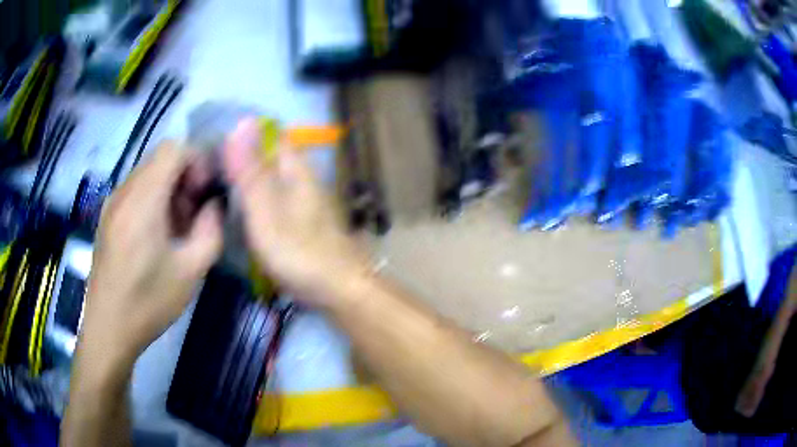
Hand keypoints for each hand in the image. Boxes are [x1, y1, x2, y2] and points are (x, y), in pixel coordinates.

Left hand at [80, 143, 222, 364]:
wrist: (108, 328)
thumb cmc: (148, 303)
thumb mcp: (191, 272)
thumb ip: (210, 230)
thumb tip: (214, 205)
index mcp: (142, 201)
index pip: (173, 149)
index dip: (196, 161)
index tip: (204, 193)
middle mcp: (124, 192)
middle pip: (160, 159)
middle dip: (184, 177)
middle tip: (194, 214)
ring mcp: (112, 203)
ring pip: (147, 174)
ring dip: (168, 190)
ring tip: (176, 228)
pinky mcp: (107, 217)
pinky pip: (135, 191)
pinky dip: (152, 200)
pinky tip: (156, 236)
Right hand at [222, 118, 367, 305]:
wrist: (338, 290)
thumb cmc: (298, 251)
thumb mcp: (265, 209)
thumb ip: (251, 170)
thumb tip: (242, 121)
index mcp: (296, 169)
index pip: (271, 136)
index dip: (245, 135)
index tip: (215, 145)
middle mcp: (304, 180)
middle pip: (271, 158)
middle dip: (243, 160)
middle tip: (209, 172)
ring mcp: (306, 202)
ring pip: (273, 180)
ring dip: (249, 181)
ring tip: (218, 188)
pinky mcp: (304, 224)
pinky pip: (276, 202)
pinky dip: (258, 202)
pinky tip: (242, 213)